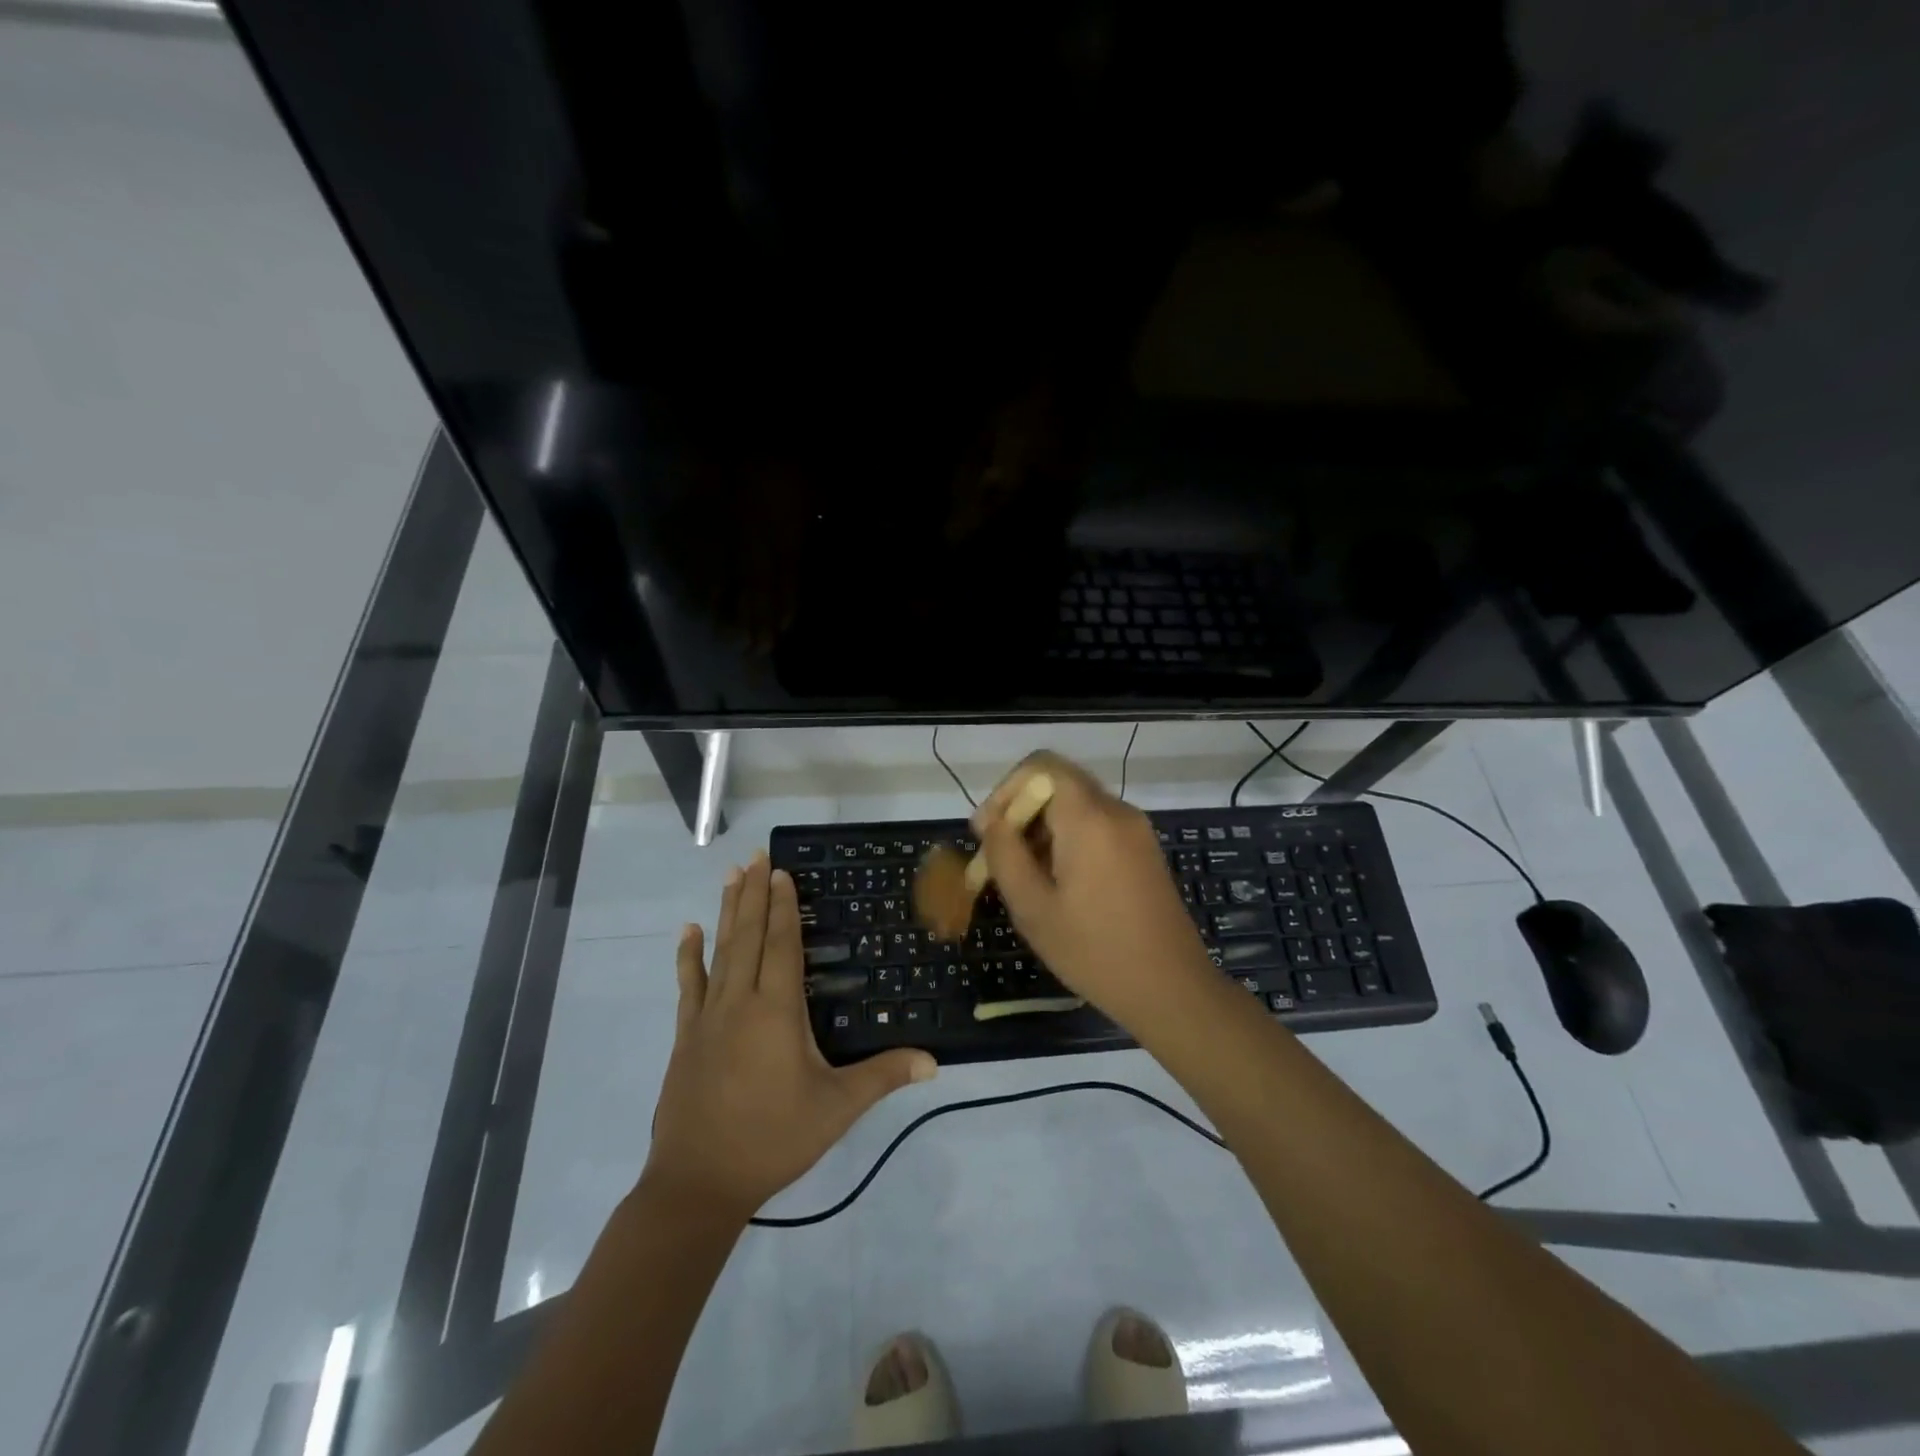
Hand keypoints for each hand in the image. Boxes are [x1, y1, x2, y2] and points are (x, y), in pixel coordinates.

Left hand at [644, 853, 936, 1218]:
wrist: (698, 1182)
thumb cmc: (773, 1138)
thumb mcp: (836, 1108)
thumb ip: (883, 1076)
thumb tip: (934, 1061)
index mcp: (777, 1010)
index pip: (782, 945)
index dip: (784, 906)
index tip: (781, 871)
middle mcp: (740, 1001)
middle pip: (750, 936)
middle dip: (755, 894)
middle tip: (755, 856)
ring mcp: (707, 1017)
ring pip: (721, 951)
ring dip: (728, 911)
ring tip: (731, 875)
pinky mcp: (686, 1035)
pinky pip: (689, 984)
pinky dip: (689, 955)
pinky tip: (688, 930)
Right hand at [974, 752, 1217, 1029]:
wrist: (1172, 989)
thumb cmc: (1095, 951)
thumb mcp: (1034, 908)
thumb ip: (1005, 855)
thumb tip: (991, 822)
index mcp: (1089, 818)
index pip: (1039, 766)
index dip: (1004, 791)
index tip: (986, 832)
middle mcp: (1116, 811)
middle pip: (1057, 782)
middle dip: (1019, 811)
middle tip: (996, 856)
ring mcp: (1135, 829)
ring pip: (1075, 805)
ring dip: (1041, 828)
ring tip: (1021, 876)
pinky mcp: (1143, 849)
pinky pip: (1096, 825)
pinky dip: (1067, 839)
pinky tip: (1055, 881)